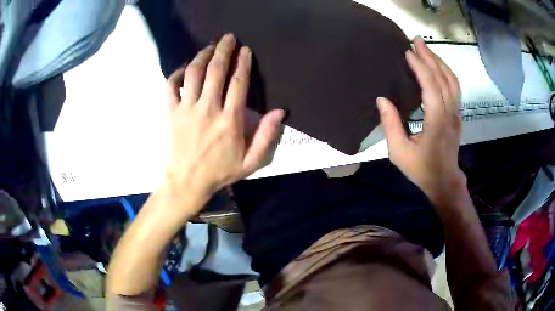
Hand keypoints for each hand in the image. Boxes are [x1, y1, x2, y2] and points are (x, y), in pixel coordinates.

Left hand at [164, 33, 284, 209]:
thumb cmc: (221, 171)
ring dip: (202, 56)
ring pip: (193, 74)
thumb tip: (279, 111)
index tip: (245, 49)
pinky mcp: (172, 113)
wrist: (188, 181)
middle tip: (228, 37)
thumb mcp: (251, 161)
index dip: (243, 63)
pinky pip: (171, 87)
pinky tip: (184, 67)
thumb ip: (267, 137)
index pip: (238, 83)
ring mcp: (187, 109)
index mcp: (229, 120)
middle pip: (215, 71)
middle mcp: (208, 109)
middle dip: (223, 50)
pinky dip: (176, 74)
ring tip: (210, 46)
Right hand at [376, 38, 465, 206]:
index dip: (420, 66)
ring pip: (452, 81)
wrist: (444, 181)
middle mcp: (450, 113)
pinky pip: (454, 88)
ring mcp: (456, 114)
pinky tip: (437, 66)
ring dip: (439, 62)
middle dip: (430, 56)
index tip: (408, 52)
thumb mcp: (399, 153)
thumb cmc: (421, 169)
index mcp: (437, 121)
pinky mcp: (457, 115)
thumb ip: (390, 126)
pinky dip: (445, 72)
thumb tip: (382, 100)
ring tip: (425, 49)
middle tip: (416, 41)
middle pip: (443, 78)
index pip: (431, 86)